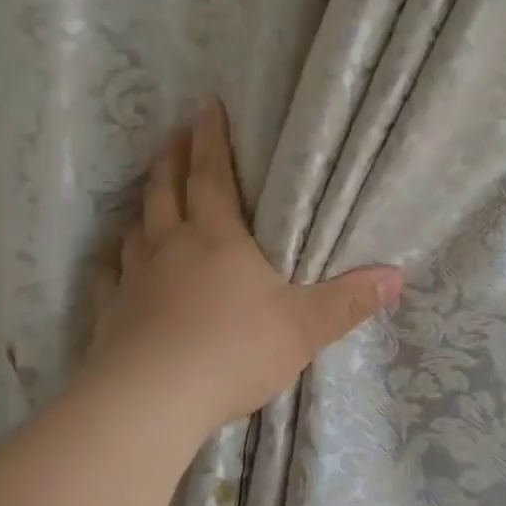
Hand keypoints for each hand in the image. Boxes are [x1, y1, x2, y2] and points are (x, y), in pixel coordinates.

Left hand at [89, 101, 402, 433]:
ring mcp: (134, 279)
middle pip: (166, 191)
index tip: (205, 107)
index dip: (210, 139)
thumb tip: (396, 276)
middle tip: (175, 137)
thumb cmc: (234, 352)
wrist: (154, 399)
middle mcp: (170, 248)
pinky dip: (112, 263)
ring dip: (145, 206)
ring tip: (151, 194)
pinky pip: (108, 277)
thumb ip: (347, 301)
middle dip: (172, 159)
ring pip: (136, 229)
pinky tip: (113, 263)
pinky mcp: (111, 314)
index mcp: (218, 239)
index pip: (211, 176)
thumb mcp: (303, 327)